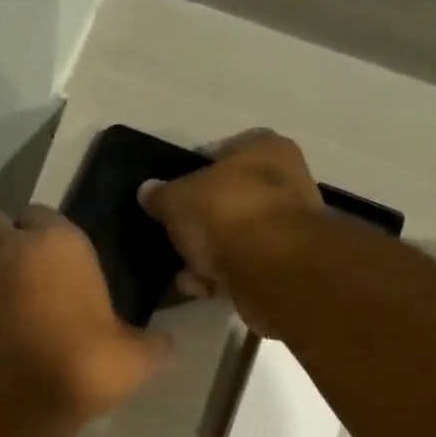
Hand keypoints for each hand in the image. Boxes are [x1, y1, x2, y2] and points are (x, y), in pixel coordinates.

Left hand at [0, 206, 171, 425]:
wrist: (9, 405)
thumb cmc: (79, 366)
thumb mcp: (132, 360)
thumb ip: (154, 346)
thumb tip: (169, 345)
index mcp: (60, 242)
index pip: (48, 215)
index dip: (53, 239)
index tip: (64, 267)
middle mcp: (11, 245)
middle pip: (0, 223)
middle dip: (9, 241)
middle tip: (28, 276)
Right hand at [139, 131, 324, 334]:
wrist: (272, 268)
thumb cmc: (225, 214)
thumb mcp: (177, 199)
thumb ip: (160, 195)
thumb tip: (148, 191)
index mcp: (262, 147)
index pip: (219, 154)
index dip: (189, 176)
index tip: (168, 201)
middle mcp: (283, 179)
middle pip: (226, 200)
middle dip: (198, 225)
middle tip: (174, 240)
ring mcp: (288, 224)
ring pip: (234, 238)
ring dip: (207, 257)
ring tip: (185, 274)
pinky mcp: (286, 265)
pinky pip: (244, 267)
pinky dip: (223, 277)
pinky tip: (203, 289)